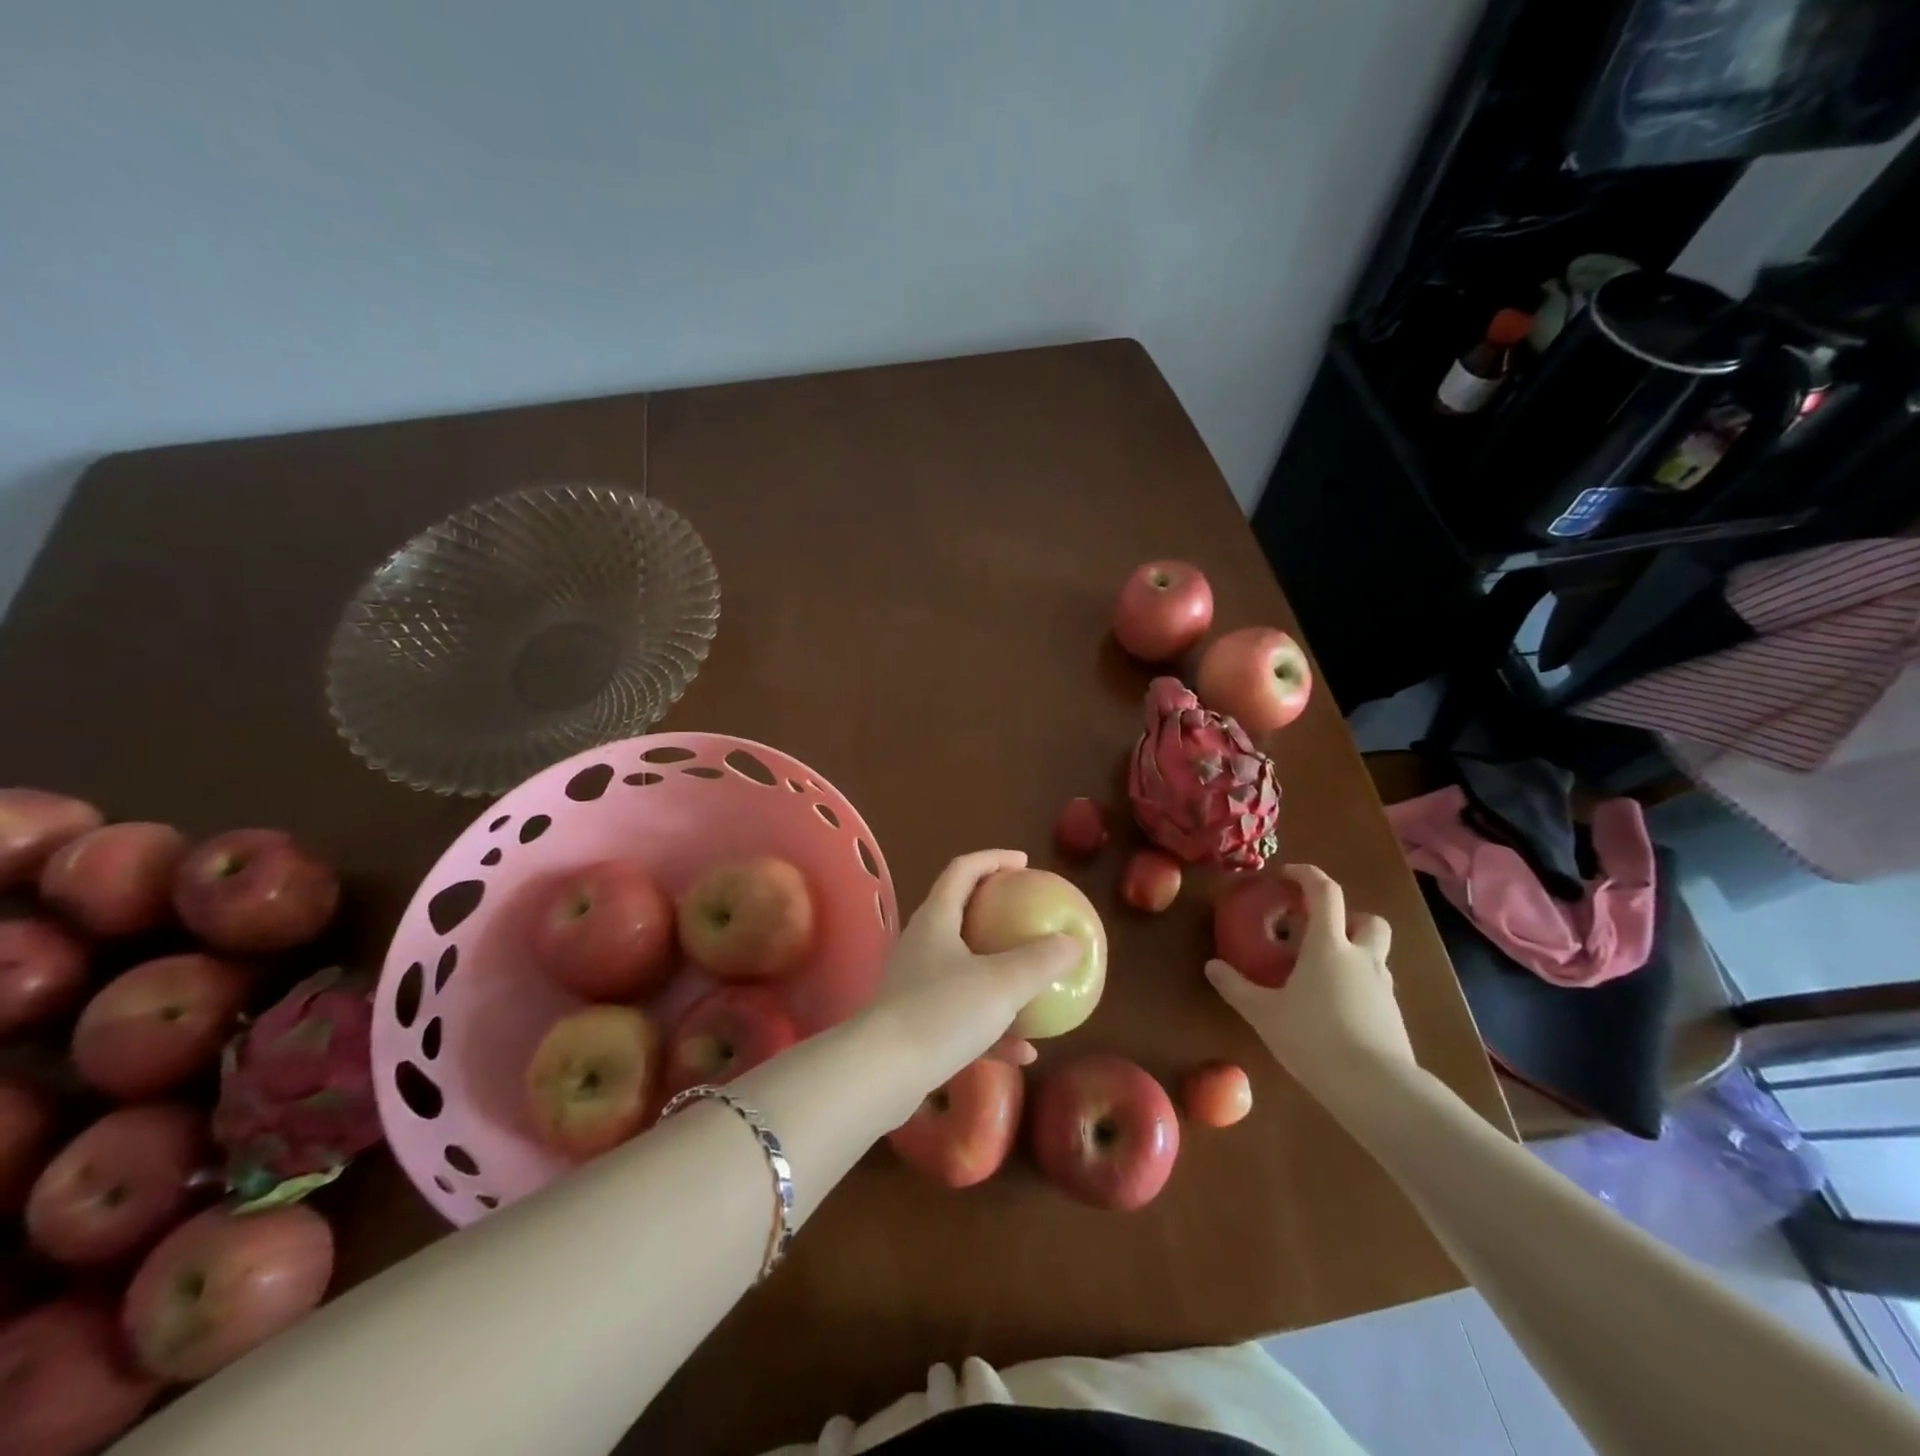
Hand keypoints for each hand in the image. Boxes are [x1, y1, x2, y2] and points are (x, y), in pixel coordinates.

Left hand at [866, 849, 1078, 1092]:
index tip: (1024, 863)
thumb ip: (1041, 960)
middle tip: (1028, 916)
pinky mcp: (916, 1024)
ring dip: (997, 975)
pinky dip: (991, 1026)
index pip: (963, 870)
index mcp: (937, 919)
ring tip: (1032, 983)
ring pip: (963, 969)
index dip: (993, 859)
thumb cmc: (943, 1012)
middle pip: (960, 914)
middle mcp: (923, 944)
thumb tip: (1071, 942)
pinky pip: (961, 1015)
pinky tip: (1023, 1051)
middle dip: (995, 912)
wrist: (882, 1074)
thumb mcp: (1003, 983)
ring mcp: (916, 985)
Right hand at [1206, 864, 1415, 1103]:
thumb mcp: (1264, 1013)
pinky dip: (1358, 984)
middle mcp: (1362, 958)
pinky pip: (1376, 985)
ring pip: (1376, 954)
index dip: (1308, 875)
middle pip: (1369, 920)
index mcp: (1329, 946)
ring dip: (1355, 951)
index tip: (1289, 874)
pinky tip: (1336, 1009)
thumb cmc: (1314, 1038)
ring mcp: (1383, 987)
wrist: (1377, 1088)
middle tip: (1320, 931)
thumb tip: (1211, 966)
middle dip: (1348, 917)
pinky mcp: (1393, 1016)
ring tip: (1323, 974)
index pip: (1325, 893)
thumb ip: (1236, 987)